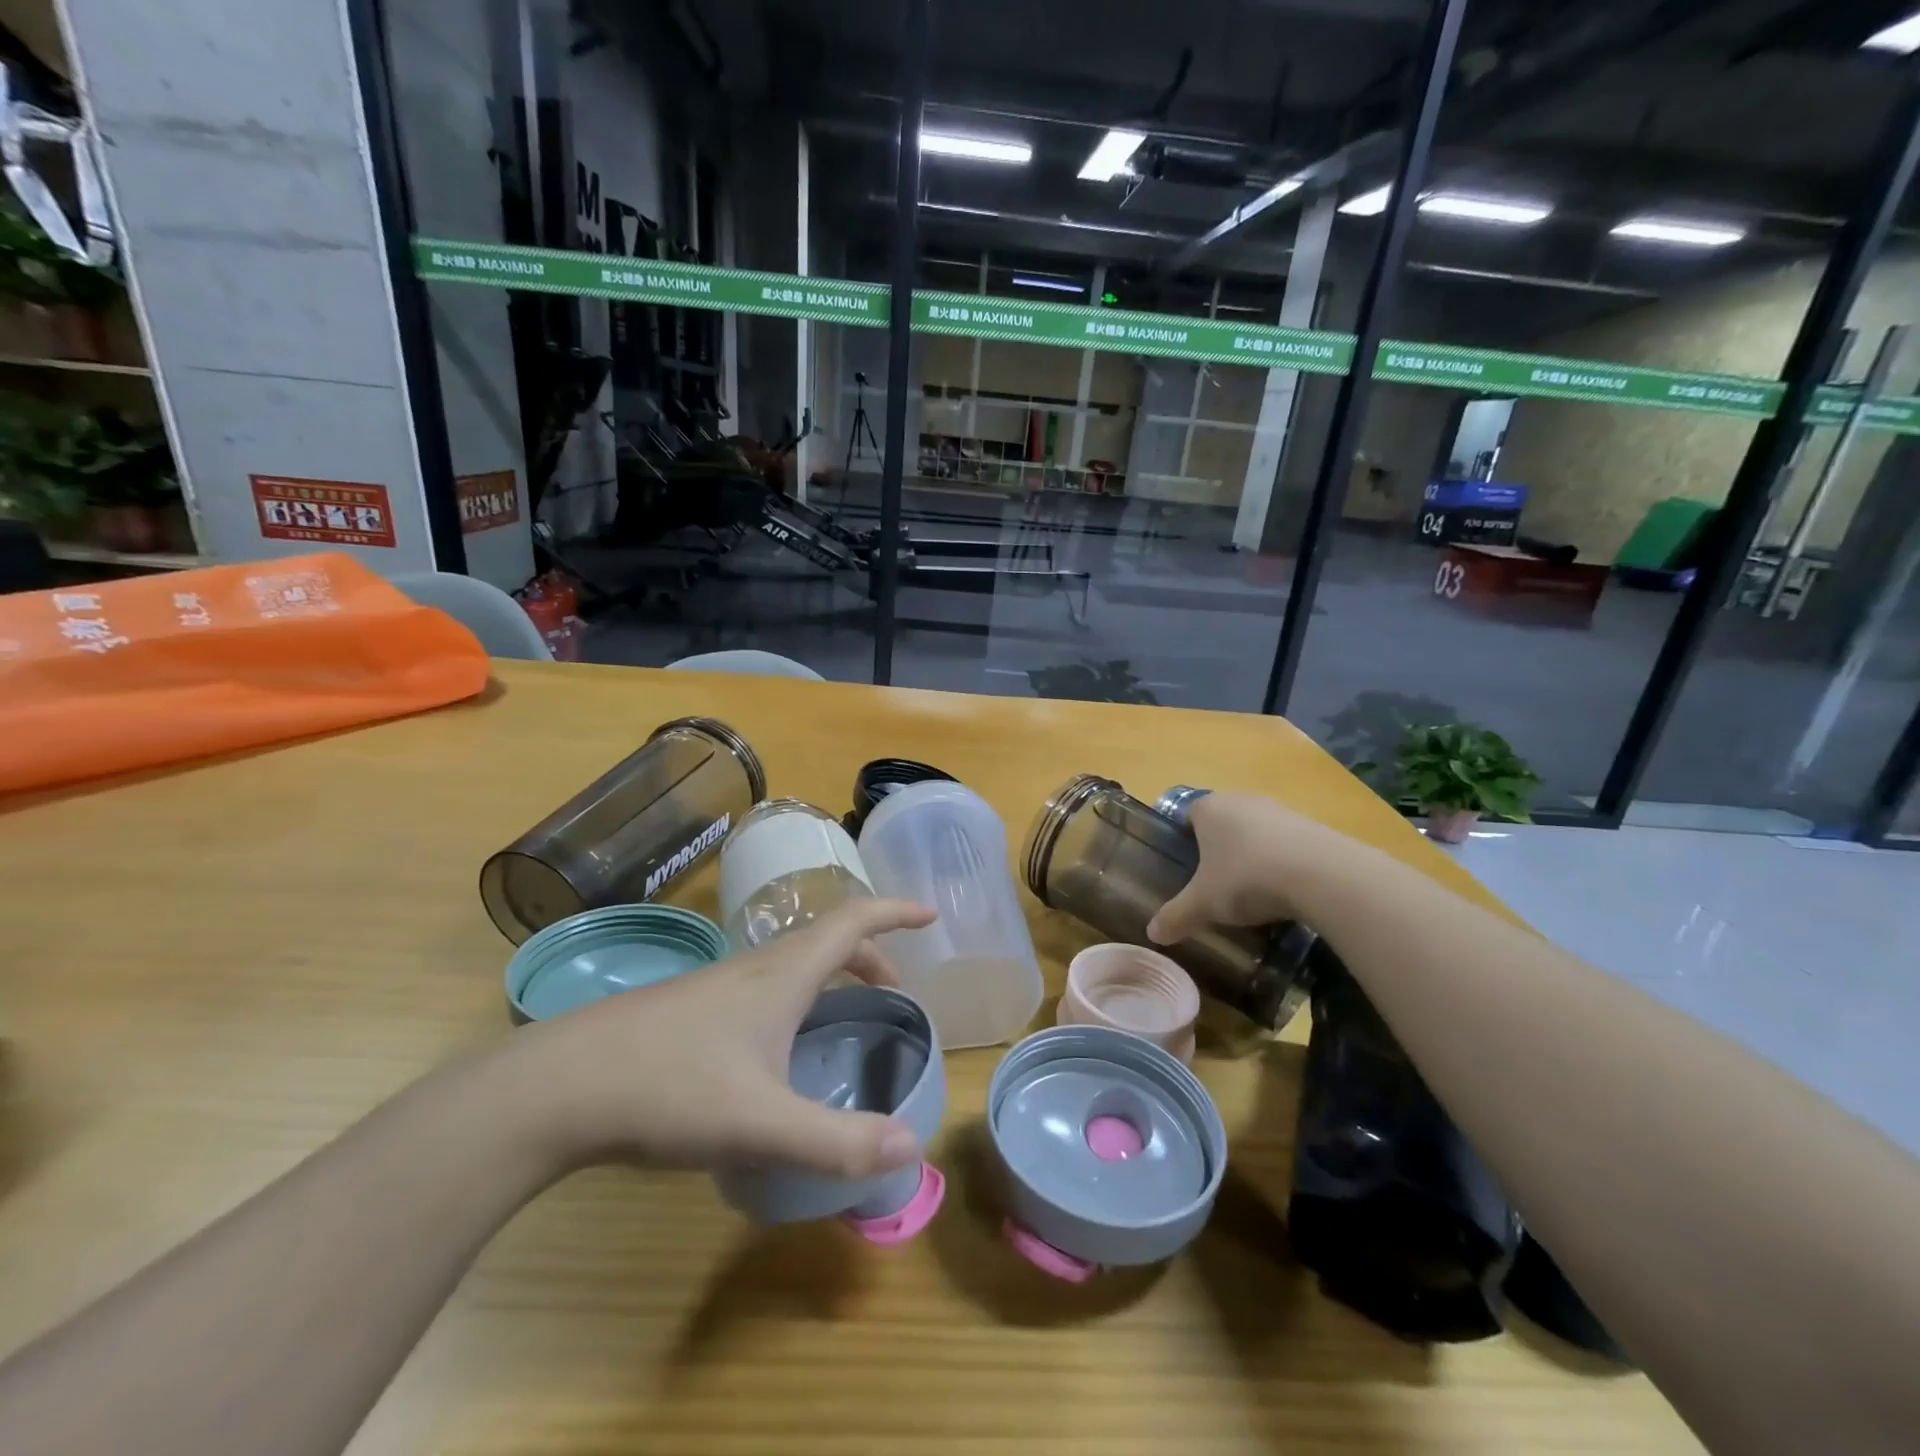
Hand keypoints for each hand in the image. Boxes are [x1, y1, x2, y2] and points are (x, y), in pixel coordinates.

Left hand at [509, 897, 935, 1178]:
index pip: (853, 921)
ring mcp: (716, 986)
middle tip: (896, 991)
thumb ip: (836, 1141)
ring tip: (843, 1018)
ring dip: (830, 976)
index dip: (896, 911)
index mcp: (783, 974)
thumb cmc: (670, 1089)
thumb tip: (910, 1148)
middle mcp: (753, 968)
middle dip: (870, 957)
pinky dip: (794, 996)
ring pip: (790, 964)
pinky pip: (762, 986)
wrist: (556, 1087)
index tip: (930, 913)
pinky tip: (775, 1049)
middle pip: (826, 941)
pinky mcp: (688, 1010)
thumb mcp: (761, 1123)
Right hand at [1146, 792, 1349, 944]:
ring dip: (1252, 856)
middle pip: (1221, 823)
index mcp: (1208, 808)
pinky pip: (1286, 844)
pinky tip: (1284, 891)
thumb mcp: (1203, 903)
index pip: (1186, 817)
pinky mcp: (1312, 826)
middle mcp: (1241, 799)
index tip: (1185, 869)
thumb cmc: (1246, 878)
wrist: (1322, 875)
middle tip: (1214, 884)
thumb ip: (1176, 916)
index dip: (1182, 842)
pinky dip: (1282, 863)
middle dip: (1218, 851)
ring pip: (1255, 832)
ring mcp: (1280, 810)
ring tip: (1251, 892)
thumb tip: (1152, 934)